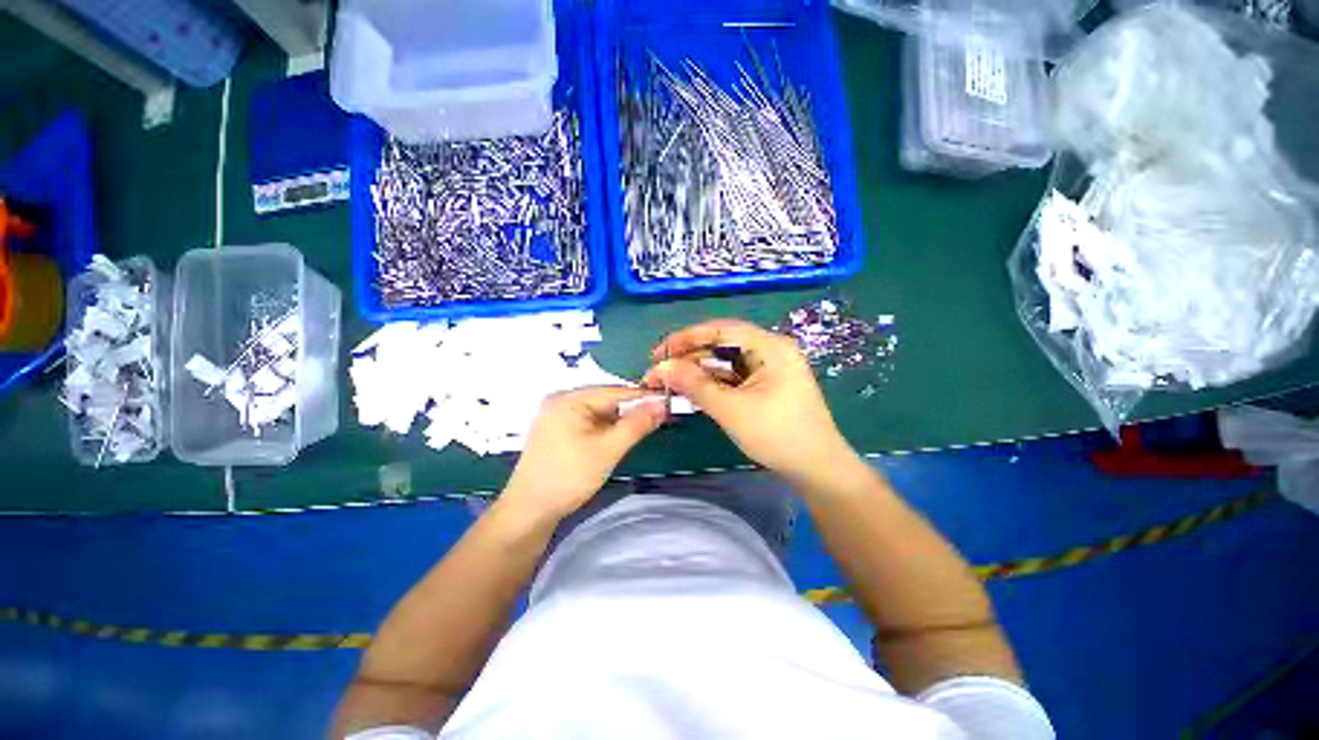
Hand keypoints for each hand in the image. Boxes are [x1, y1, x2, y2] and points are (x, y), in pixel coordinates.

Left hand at [502, 386, 667, 521]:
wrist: (528, 512)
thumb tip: (662, 405)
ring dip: (619, 422)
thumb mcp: (608, 449)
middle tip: (657, 421)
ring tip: (640, 432)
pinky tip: (616, 440)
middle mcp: (561, 401)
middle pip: (606, 400)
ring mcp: (557, 416)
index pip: (615, 391)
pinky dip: (605, 430)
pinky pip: (588, 423)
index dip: (643, 397)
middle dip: (631, 411)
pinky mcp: (557, 432)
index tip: (667, 403)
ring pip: (598, 413)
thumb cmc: (568, 477)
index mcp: (570, 399)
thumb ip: (636, 425)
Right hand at [645, 319, 860, 488]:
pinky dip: (713, 383)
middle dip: (690, 357)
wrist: (817, 470)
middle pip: (723, 344)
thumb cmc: (777, 435)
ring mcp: (770, 368)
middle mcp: (771, 350)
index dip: (687, 338)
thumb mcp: (731, 409)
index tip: (659, 352)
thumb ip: (695, 385)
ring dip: (699, 371)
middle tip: (660, 371)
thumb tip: (662, 368)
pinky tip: (693, 390)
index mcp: (770, 346)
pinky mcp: (767, 385)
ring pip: (726, 362)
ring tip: (671, 382)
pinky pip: (734, 377)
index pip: (721, 329)